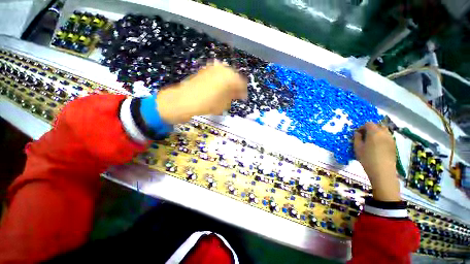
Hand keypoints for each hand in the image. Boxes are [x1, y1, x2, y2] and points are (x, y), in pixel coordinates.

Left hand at [156, 61, 247, 123]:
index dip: (243, 92)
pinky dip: (220, 80)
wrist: (185, 100)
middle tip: (234, 96)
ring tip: (226, 93)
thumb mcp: (224, 104)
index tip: (242, 98)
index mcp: (230, 77)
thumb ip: (233, 96)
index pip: (242, 83)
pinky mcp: (205, 69)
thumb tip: (238, 93)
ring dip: (228, 83)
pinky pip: (217, 74)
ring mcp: (213, 68)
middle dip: (235, 86)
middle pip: (234, 77)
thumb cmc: (207, 104)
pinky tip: (218, 88)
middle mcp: (223, 69)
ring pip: (226, 74)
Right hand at [354, 122, 400, 201]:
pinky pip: (387, 137)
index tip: (357, 134)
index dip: (361, 127)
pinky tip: (377, 146)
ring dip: (377, 132)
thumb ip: (357, 138)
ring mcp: (391, 139)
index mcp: (374, 132)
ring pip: (384, 130)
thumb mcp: (357, 148)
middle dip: (371, 128)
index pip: (368, 124)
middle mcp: (384, 133)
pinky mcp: (393, 145)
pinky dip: (382, 137)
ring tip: (371, 141)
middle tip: (364, 136)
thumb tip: (357, 133)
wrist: (382, 172)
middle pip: (378, 125)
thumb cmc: (367, 159)